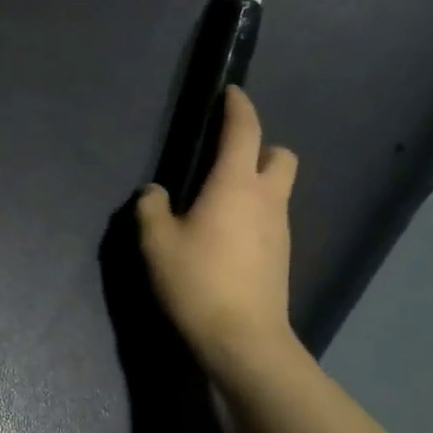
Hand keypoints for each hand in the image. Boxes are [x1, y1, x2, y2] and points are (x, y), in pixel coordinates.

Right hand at [137, 86, 300, 384]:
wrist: (243, 339)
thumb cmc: (197, 282)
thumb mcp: (157, 244)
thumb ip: (151, 209)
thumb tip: (155, 192)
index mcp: (235, 185)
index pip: (244, 130)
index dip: (238, 107)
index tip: (230, 93)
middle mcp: (266, 198)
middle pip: (279, 155)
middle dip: (259, 147)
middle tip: (226, 161)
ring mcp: (280, 228)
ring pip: (277, 189)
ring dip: (255, 183)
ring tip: (217, 206)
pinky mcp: (282, 255)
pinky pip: (271, 218)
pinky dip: (254, 214)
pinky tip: (226, 240)